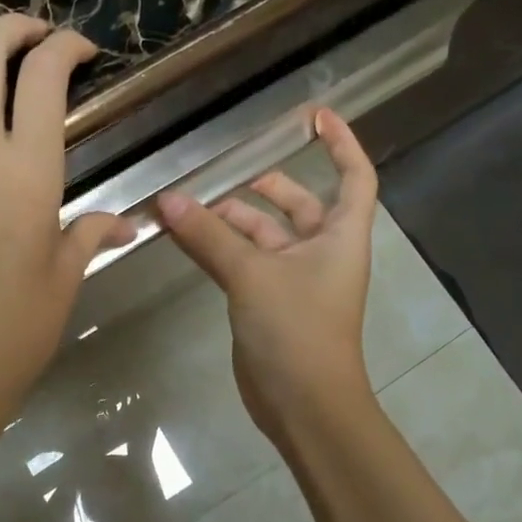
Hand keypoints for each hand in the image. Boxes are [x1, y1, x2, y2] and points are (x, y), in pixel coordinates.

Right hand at [157, 110, 376, 446]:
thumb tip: (167, 201)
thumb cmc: (297, 330)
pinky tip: (188, 239)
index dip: (341, 143)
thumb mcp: (252, 275)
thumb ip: (209, 236)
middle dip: (267, 188)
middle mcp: (323, 252)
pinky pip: (245, 264)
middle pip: (301, 205)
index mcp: (341, 236)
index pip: (354, 176)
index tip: (316, 116)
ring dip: (232, 221)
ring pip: (265, 236)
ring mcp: (296, 280)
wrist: (304, 405)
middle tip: (228, 175)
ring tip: (189, 208)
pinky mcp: (270, 304)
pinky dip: (221, 250)